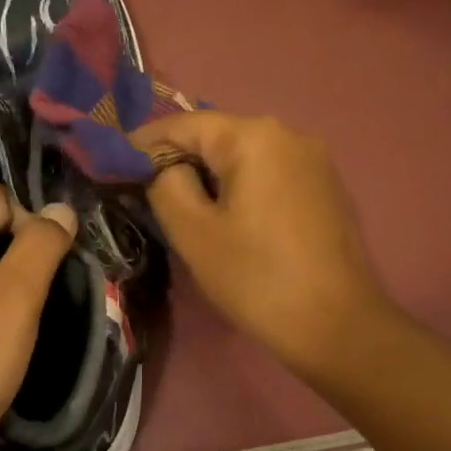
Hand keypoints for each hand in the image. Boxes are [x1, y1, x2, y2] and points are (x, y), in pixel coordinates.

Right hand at [134, 112, 388, 378]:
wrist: (338, 325)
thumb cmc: (257, 277)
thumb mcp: (194, 232)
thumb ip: (165, 185)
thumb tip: (162, 168)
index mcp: (254, 137)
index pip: (184, 124)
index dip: (143, 142)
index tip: (113, 163)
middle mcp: (289, 134)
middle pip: (217, 136)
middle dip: (177, 158)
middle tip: (142, 188)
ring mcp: (314, 160)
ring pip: (244, 156)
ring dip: (208, 174)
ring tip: (180, 203)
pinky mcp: (325, 188)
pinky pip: (269, 174)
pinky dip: (239, 186)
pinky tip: (226, 214)